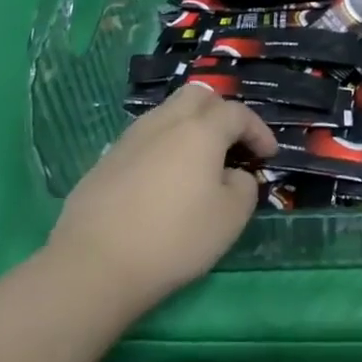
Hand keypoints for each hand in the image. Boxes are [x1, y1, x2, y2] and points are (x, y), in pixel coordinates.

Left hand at [45, 82, 276, 322]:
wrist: (93, 266)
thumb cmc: (174, 238)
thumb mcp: (230, 218)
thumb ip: (243, 186)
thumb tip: (234, 175)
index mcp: (201, 129)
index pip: (238, 113)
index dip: (258, 131)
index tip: (267, 155)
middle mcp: (166, 122)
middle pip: (199, 96)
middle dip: (221, 112)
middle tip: (231, 143)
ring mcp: (131, 138)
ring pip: (168, 114)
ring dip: (190, 128)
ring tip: (197, 162)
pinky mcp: (106, 161)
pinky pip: (144, 140)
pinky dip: (163, 149)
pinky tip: (162, 182)